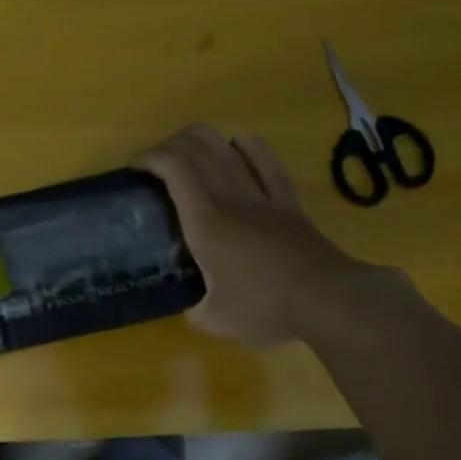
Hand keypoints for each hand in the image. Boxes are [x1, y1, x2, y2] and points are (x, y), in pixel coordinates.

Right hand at [134, 125, 388, 346]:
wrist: (327, 299)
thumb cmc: (264, 308)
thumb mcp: (214, 320)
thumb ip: (195, 309)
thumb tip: (193, 306)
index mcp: (205, 221)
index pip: (173, 168)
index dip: (149, 157)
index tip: (134, 168)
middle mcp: (231, 198)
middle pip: (197, 147)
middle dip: (169, 144)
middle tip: (155, 164)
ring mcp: (263, 196)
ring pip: (228, 148)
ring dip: (202, 139)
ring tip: (187, 151)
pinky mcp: (288, 202)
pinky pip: (266, 161)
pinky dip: (248, 146)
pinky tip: (238, 144)